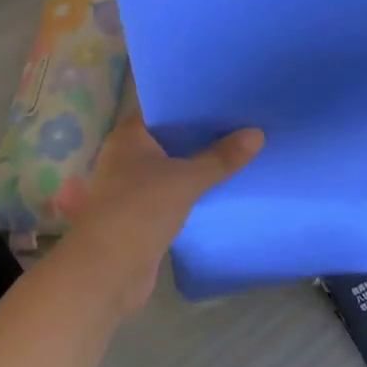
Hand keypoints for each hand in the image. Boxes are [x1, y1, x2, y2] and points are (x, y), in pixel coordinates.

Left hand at [55, 87, 263, 317]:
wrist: (107, 273)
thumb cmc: (139, 211)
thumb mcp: (186, 179)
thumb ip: (221, 157)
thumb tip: (258, 133)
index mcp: (129, 136)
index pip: (161, 105)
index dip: (189, 98)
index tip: (223, 92)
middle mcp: (128, 155)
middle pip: (170, 135)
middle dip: (201, 130)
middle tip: (241, 117)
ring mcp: (134, 186)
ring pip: (174, 165)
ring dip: (199, 161)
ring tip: (239, 146)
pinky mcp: (144, 213)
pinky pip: (175, 191)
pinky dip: (195, 187)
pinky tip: (224, 182)